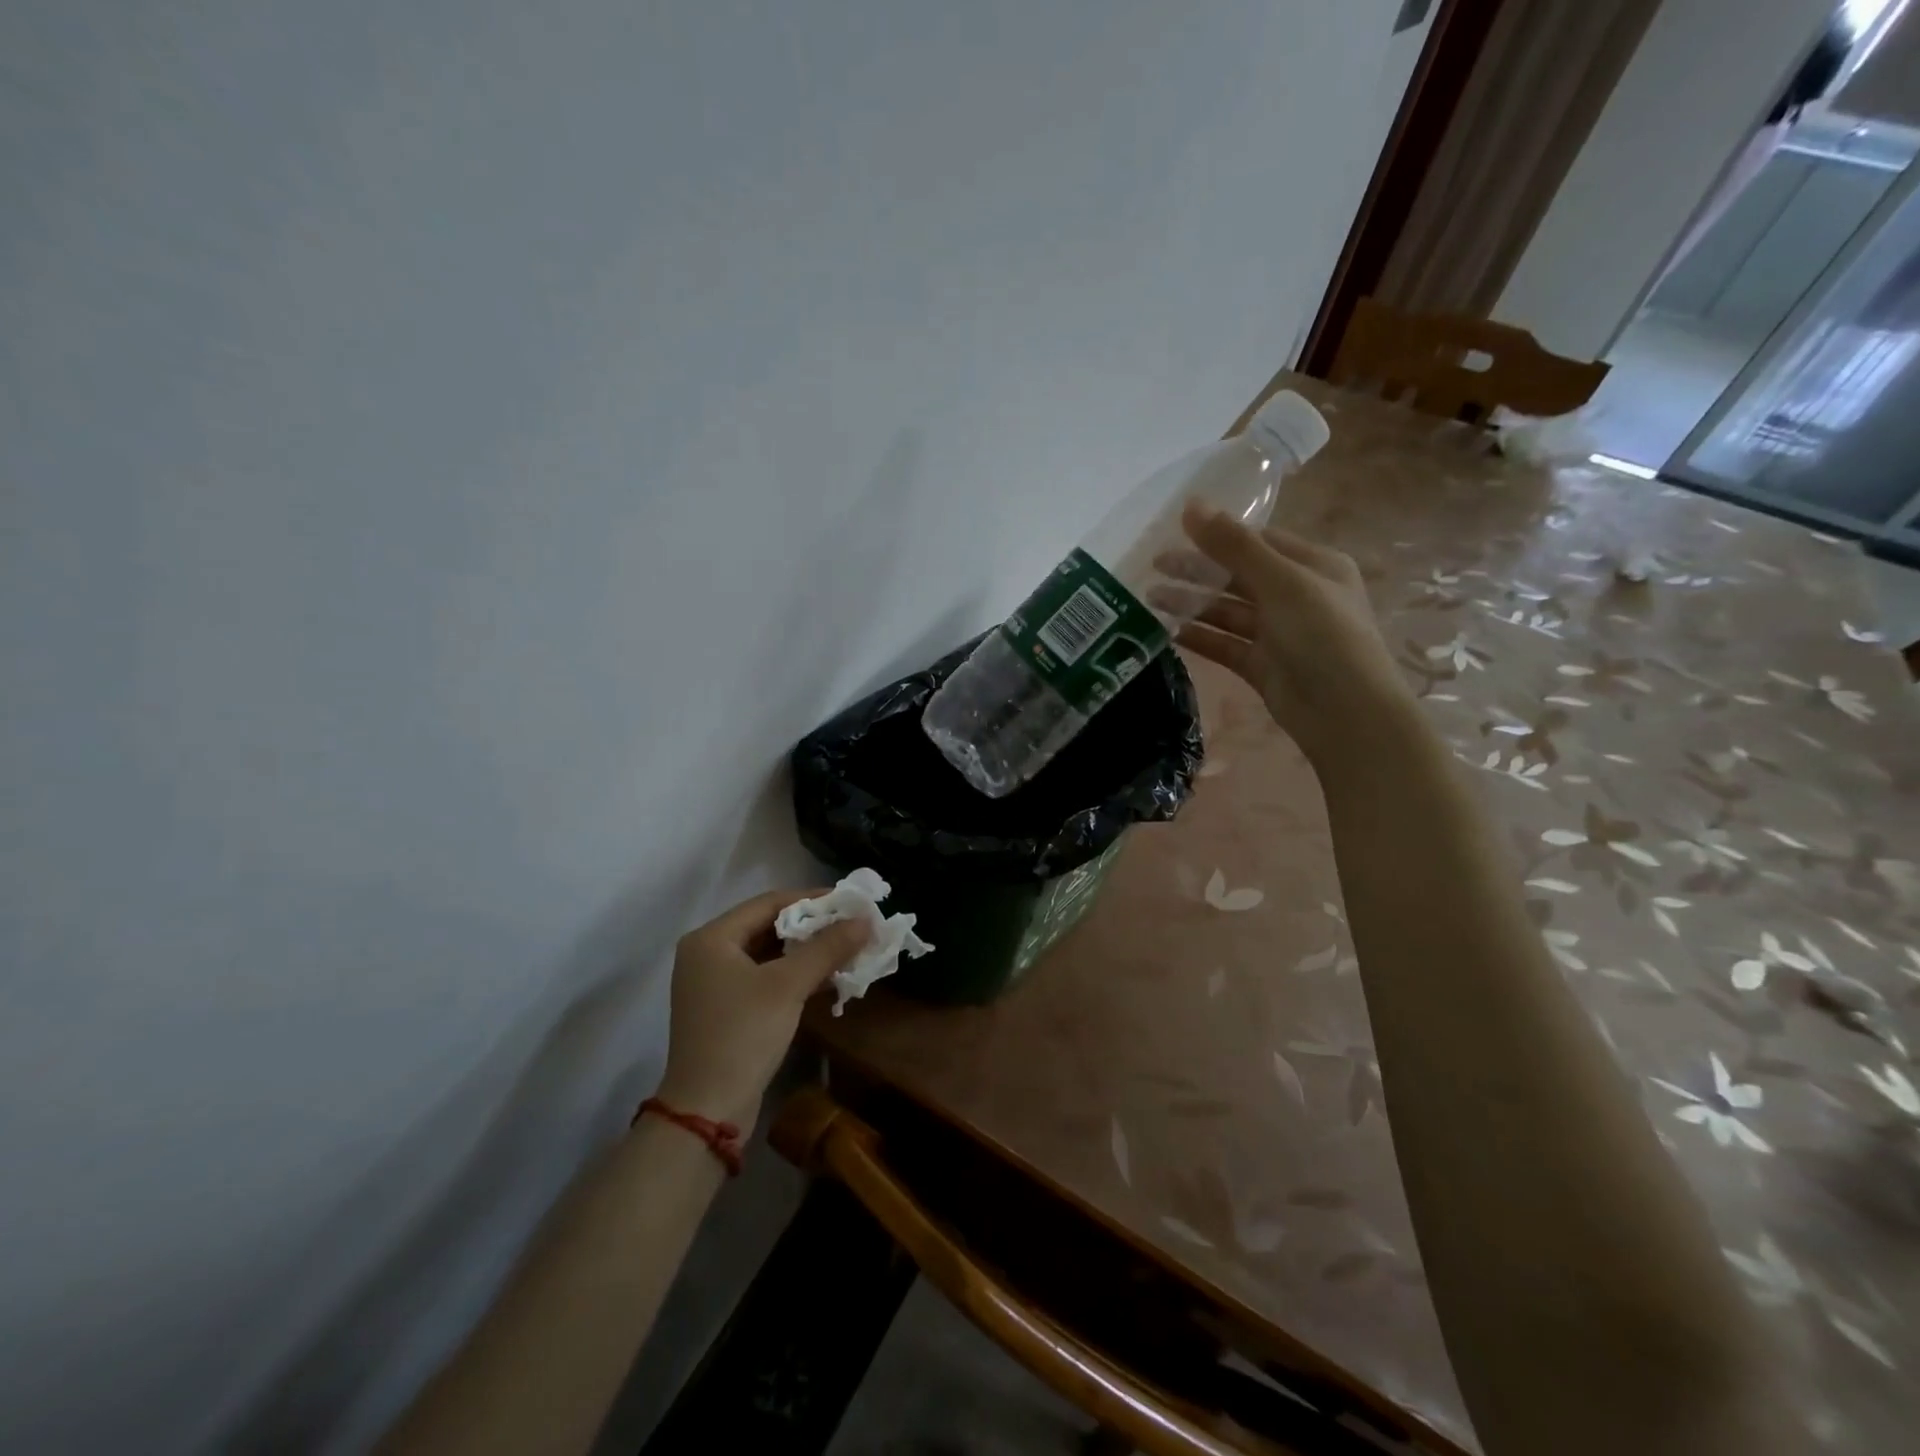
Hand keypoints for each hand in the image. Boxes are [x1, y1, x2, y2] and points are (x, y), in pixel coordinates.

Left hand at [654, 890, 869, 1128]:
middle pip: (768, 926)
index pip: (769, 902)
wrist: (708, 1110)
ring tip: (848, 949)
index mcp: (711, 938)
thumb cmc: (743, 1034)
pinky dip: (795, 975)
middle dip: (813, 926)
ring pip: (769, 954)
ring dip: (808, 952)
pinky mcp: (726, 1010)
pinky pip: (766, 978)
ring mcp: (714, 984)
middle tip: (852, 925)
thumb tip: (866, 920)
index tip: (850, 901)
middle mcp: (708, 954)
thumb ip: (827, 948)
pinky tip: (829, 978)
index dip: (812, 898)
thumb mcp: (788, 986)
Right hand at [1175, 500, 1413, 769]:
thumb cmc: (1323, 636)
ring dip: (1192, 603)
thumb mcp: (1281, 582)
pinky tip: (1169, 632)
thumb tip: (1191, 505)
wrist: (1345, 713)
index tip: (1175, 531)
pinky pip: (1225, 645)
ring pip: (1227, 611)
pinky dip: (1200, 638)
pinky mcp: (1262, 666)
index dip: (1219, 534)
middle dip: (1197, 569)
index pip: (1259, 541)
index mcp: (1313, 566)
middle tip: (1153, 565)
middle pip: (1238, 576)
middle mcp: (1296, 596)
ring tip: (1150, 598)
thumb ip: (1234, 545)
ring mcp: (1278, 633)